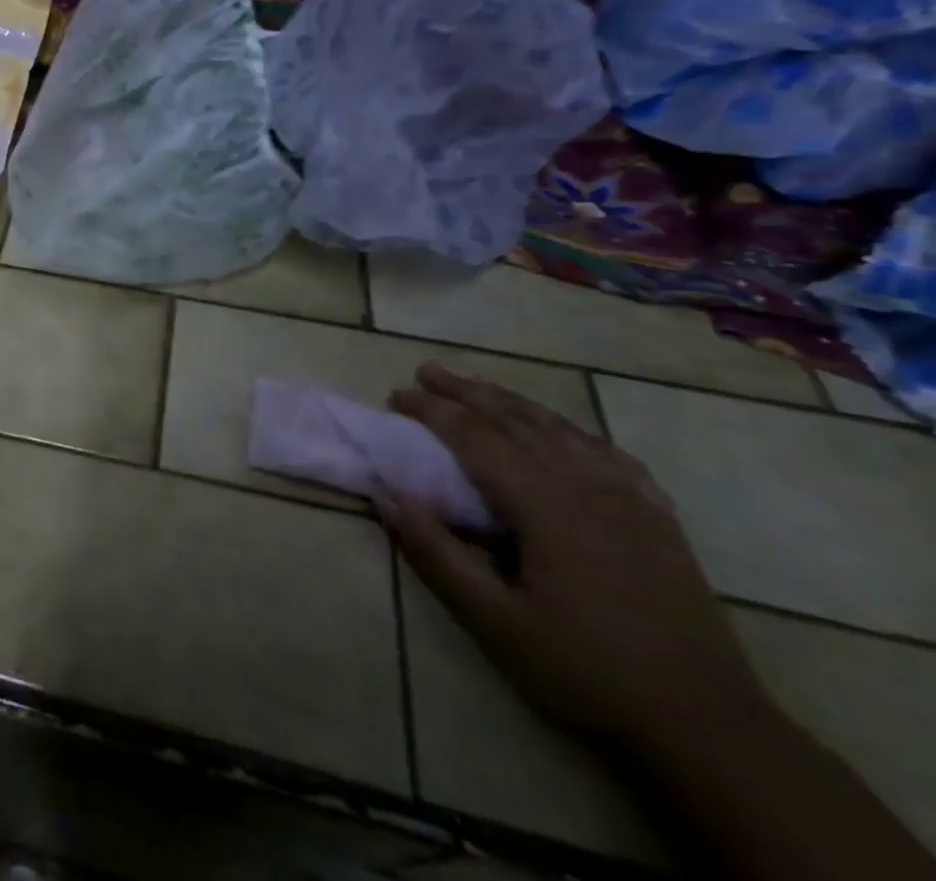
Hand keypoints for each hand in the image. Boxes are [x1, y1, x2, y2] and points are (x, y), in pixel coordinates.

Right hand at [381, 364, 772, 757]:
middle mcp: (586, 486)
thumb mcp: (496, 622)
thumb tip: (386, 495)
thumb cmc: (587, 670)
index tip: (396, 395)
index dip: (433, 411)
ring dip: (511, 400)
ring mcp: (630, 499)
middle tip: (425, 370)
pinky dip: (570, 429)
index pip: (475, 437)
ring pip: (560, 428)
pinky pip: (607, 453)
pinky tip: (560, 429)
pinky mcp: (658, 518)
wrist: (710, 727)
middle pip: (516, 420)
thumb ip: (437, 553)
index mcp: (545, 506)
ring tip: (476, 385)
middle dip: (466, 392)